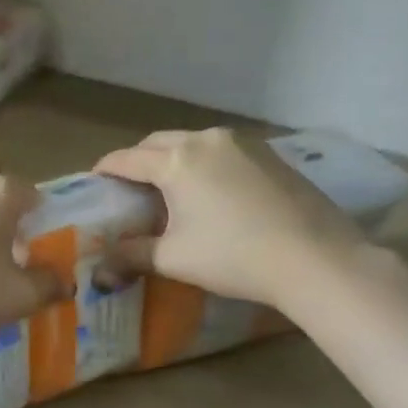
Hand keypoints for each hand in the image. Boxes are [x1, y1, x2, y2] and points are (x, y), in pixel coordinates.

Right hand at [93, 128, 368, 308]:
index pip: (126, 159)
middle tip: (129, 189)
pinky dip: (204, 165)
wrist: (314, 258)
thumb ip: (132, 256)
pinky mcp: (270, 155)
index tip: (93, 182)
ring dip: (173, 160)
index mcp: (176, 161)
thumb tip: (100, 267)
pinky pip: (222, 152)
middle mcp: (206, 140)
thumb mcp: (174, 259)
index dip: (105, 170)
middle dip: (138, 161)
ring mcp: (243, 144)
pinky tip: (210, 192)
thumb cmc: (234, 256)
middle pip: (158, 143)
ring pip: (192, 143)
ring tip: (169, 190)